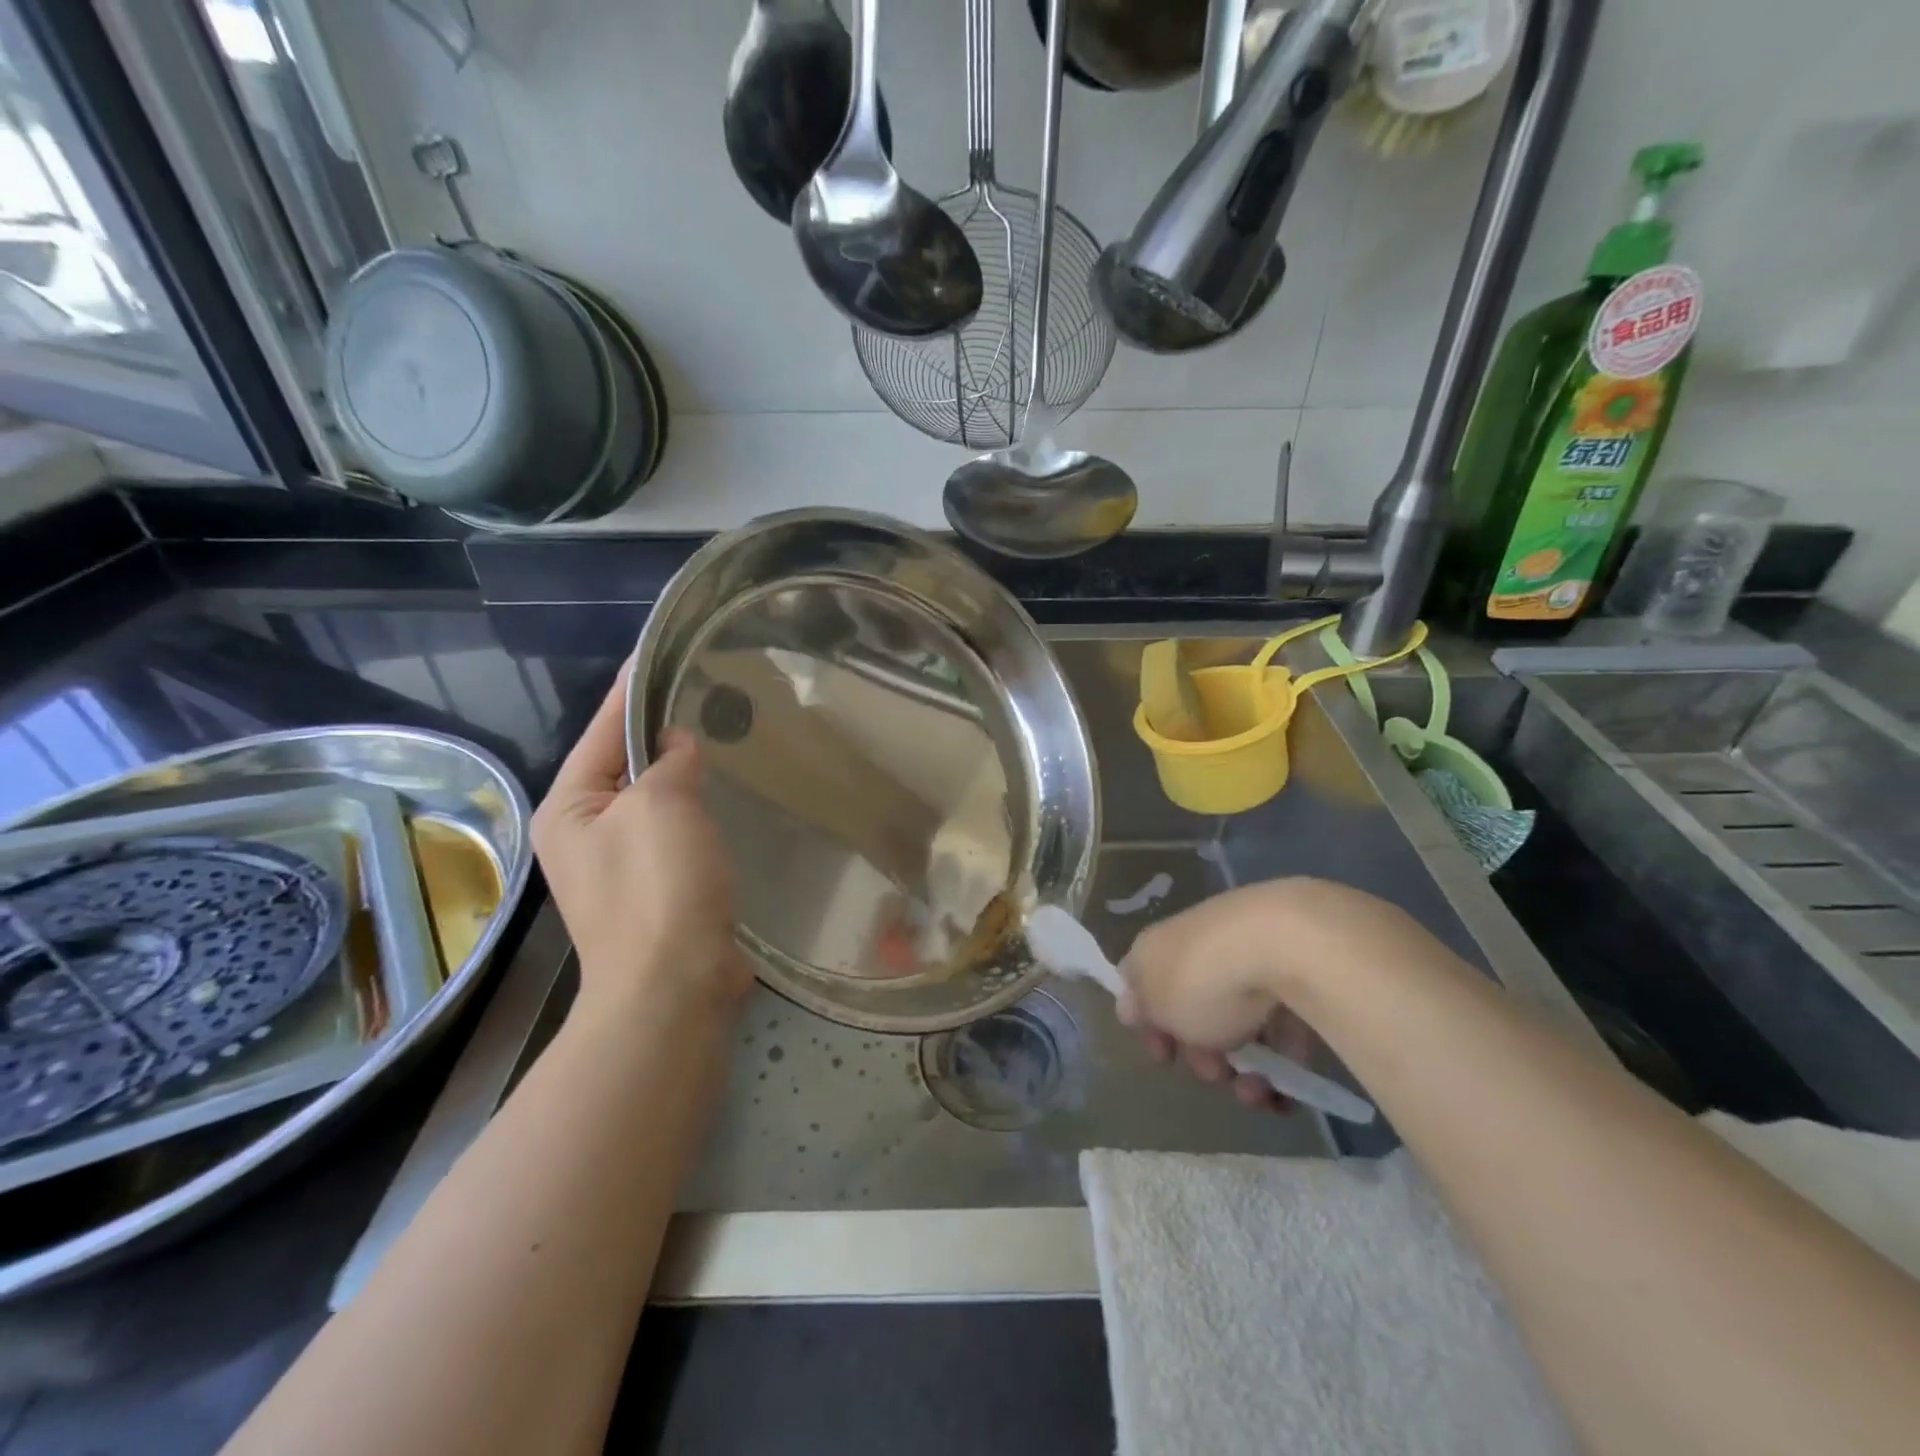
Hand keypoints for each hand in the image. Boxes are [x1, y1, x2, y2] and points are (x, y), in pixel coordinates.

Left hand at [533, 665, 750, 1024]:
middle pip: (625, 765)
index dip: (632, 688)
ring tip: (722, 735)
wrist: (675, 988)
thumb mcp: (662, 805)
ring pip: (655, 800)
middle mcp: (584, 833)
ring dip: (683, 774)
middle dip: (662, 732)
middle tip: (707, 693)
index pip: (603, 729)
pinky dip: (697, 811)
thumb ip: (669, 761)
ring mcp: (619, 865)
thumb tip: (677, 745)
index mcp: (568, 807)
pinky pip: (676, 831)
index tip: (657, 650)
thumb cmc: (659, 887)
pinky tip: (726, 795)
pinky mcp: (656, 889)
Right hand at [1118, 879, 1402, 1110]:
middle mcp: (1196, 947)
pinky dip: (1283, 1061)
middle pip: (1193, 1009)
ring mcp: (1246, 957)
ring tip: (1259, 1094)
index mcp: (1154, 949)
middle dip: (1203, 1056)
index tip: (1165, 1058)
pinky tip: (1287, 1091)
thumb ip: (1143, 1011)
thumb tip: (1134, 1008)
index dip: (1148, 1026)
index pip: (1139, 985)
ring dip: (1245, 1071)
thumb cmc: (1202, 980)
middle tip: (1215, 1074)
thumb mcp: (1157, 1006)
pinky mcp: (1294, 973)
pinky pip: (1282, 1025)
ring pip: (1240, 1023)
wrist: (1283, 943)